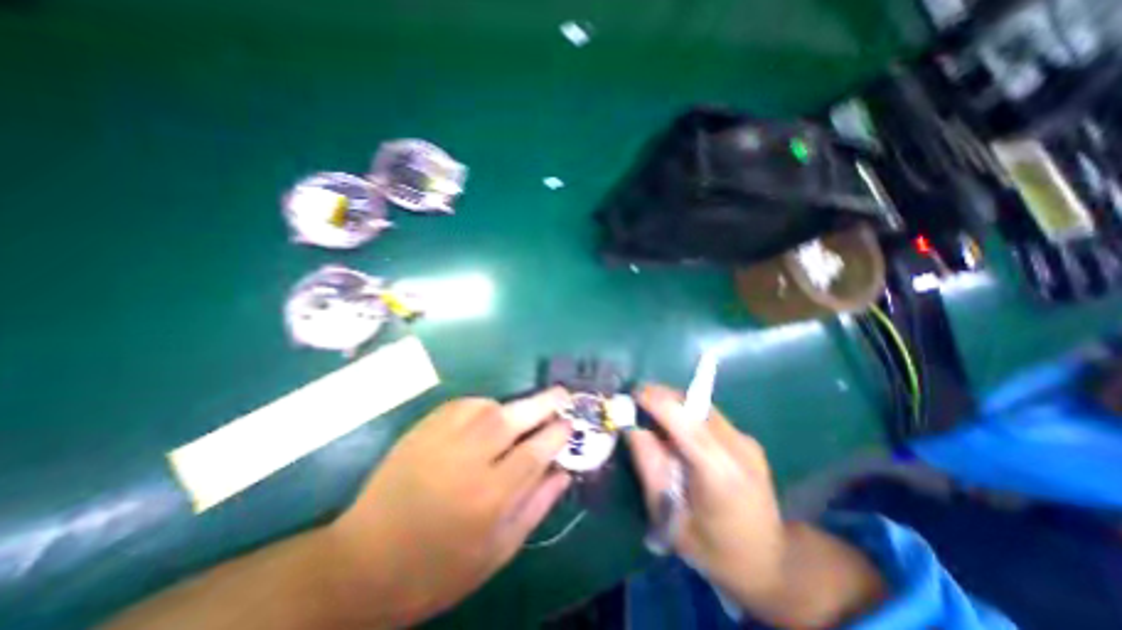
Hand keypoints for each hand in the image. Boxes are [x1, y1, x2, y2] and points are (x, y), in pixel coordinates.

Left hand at [325, 391, 569, 627]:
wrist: (363, 563)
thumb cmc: (438, 567)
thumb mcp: (496, 552)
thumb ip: (535, 507)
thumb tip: (563, 472)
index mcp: (489, 498)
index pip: (535, 452)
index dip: (557, 433)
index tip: (570, 424)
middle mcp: (468, 461)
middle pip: (515, 419)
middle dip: (545, 403)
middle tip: (563, 394)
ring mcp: (442, 440)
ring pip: (490, 407)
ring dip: (514, 406)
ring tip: (524, 415)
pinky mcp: (424, 430)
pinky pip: (465, 405)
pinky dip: (484, 406)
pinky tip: (488, 417)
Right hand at [628, 383, 782, 605]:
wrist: (770, 562)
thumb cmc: (712, 549)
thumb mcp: (669, 516)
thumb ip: (650, 466)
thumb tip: (632, 428)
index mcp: (720, 474)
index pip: (686, 422)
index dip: (658, 401)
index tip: (633, 392)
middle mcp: (738, 449)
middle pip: (695, 406)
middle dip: (663, 396)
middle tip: (637, 399)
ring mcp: (747, 441)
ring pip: (701, 407)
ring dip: (674, 403)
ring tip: (653, 411)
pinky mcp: (748, 440)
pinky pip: (709, 416)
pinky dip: (687, 414)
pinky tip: (676, 430)